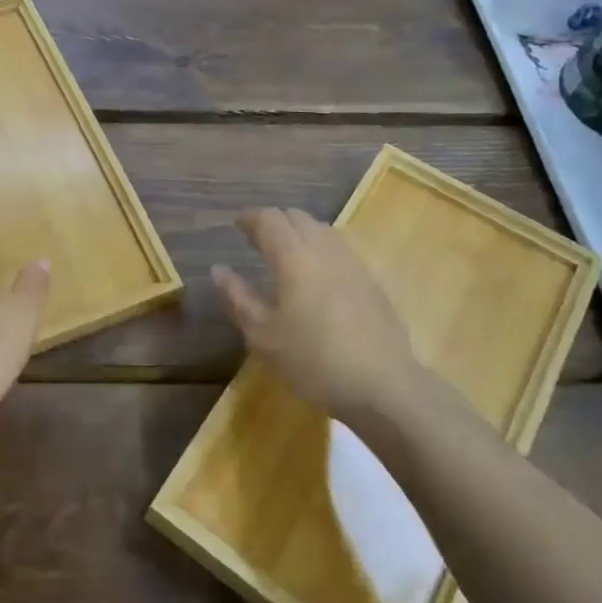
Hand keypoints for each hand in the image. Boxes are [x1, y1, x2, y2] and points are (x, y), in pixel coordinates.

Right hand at [212, 207, 418, 423]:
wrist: (382, 385)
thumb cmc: (312, 359)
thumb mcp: (262, 335)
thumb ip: (238, 297)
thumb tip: (219, 269)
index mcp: (294, 256)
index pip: (270, 219)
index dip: (251, 217)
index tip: (237, 224)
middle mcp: (325, 250)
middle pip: (298, 217)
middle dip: (275, 222)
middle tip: (256, 239)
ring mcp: (353, 263)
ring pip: (323, 230)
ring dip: (300, 233)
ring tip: (285, 255)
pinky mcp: (372, 282)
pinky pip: (340, 250)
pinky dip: (320, 249)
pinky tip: (316, 277)